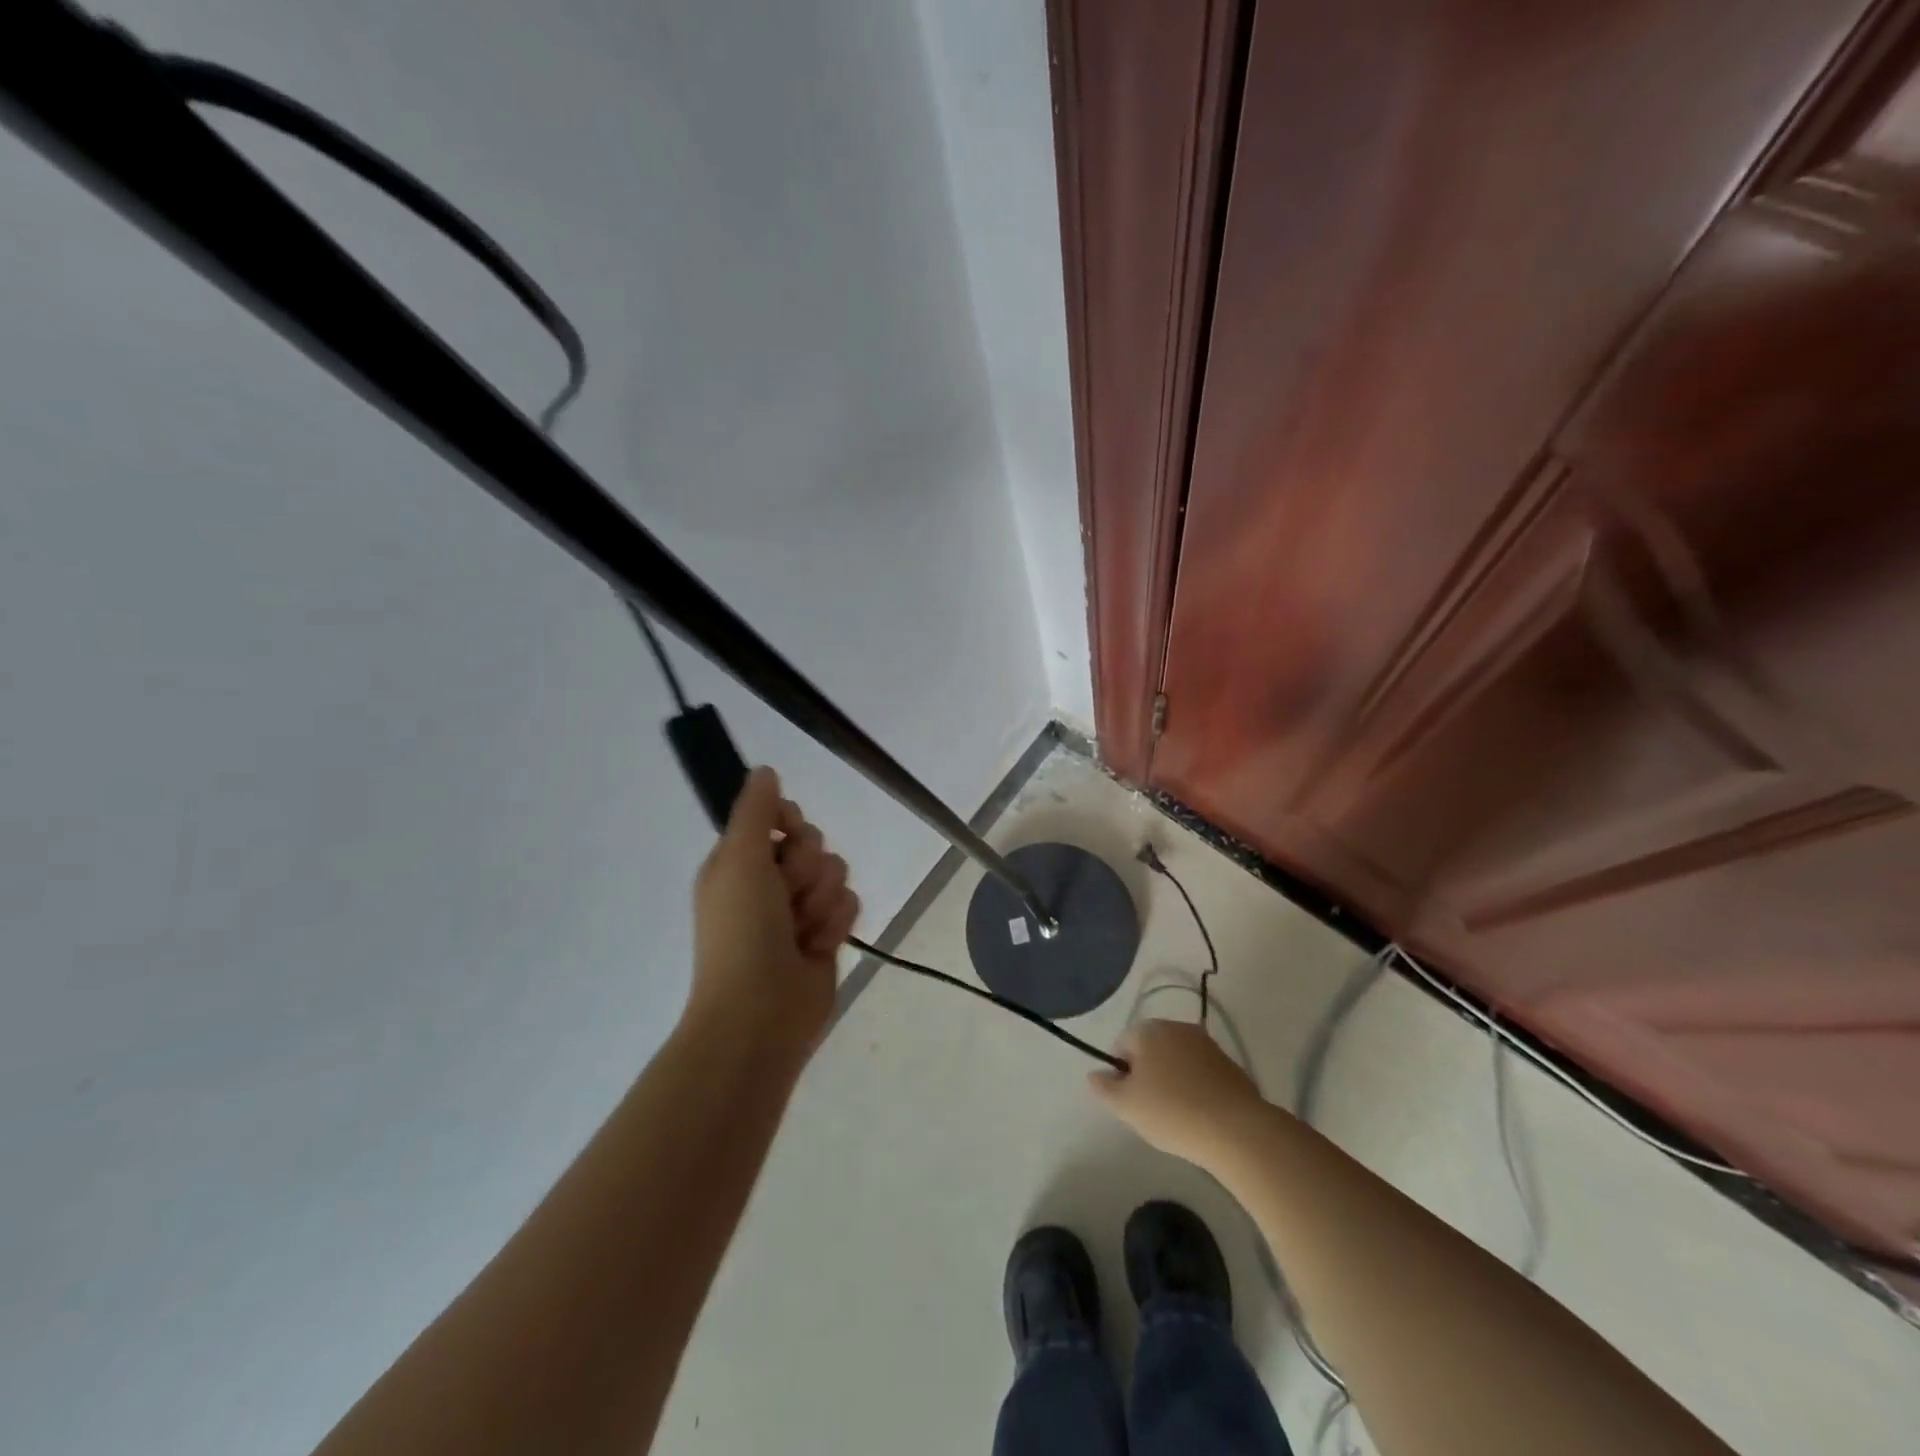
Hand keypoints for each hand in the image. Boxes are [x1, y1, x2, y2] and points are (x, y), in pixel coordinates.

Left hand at [687, 767, 858, 1058]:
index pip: (779, 818)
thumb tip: (764, 771)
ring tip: (802, 929)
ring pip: (835, 872)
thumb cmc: (743, 930)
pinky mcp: (825, 934)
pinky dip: (835, 923)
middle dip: (807, 868)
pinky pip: (848, 904)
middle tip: (787, 895)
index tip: (785, 837)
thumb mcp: (740, 859)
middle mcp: (769, 881)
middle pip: (813, 842)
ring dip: (822, 899)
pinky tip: (818, 946)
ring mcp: (798, 910)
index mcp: (740, 861)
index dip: (789, 823)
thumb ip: (756, 810)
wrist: (761, 1010)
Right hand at [1089, 1019, 1264, 1162]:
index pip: (1122, 1044)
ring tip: (1178, 1115)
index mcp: (1149, 1030)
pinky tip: (1201, 1115)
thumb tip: (1095, 1074)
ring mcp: (1207, 1044)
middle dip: (1147, 1074)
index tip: (1130, 1100)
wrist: (1237, 1129)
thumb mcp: (1126, 1106)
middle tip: (1151, 1109)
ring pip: (1177, 1060)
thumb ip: (1104, 1087)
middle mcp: (1177, 1027)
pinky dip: (1196, 1087)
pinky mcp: (1230, 1064)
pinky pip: (1201, 1072)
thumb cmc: (1172, 1112)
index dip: (1121, 1073)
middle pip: (1151, 1049)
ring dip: (1173, 1080)